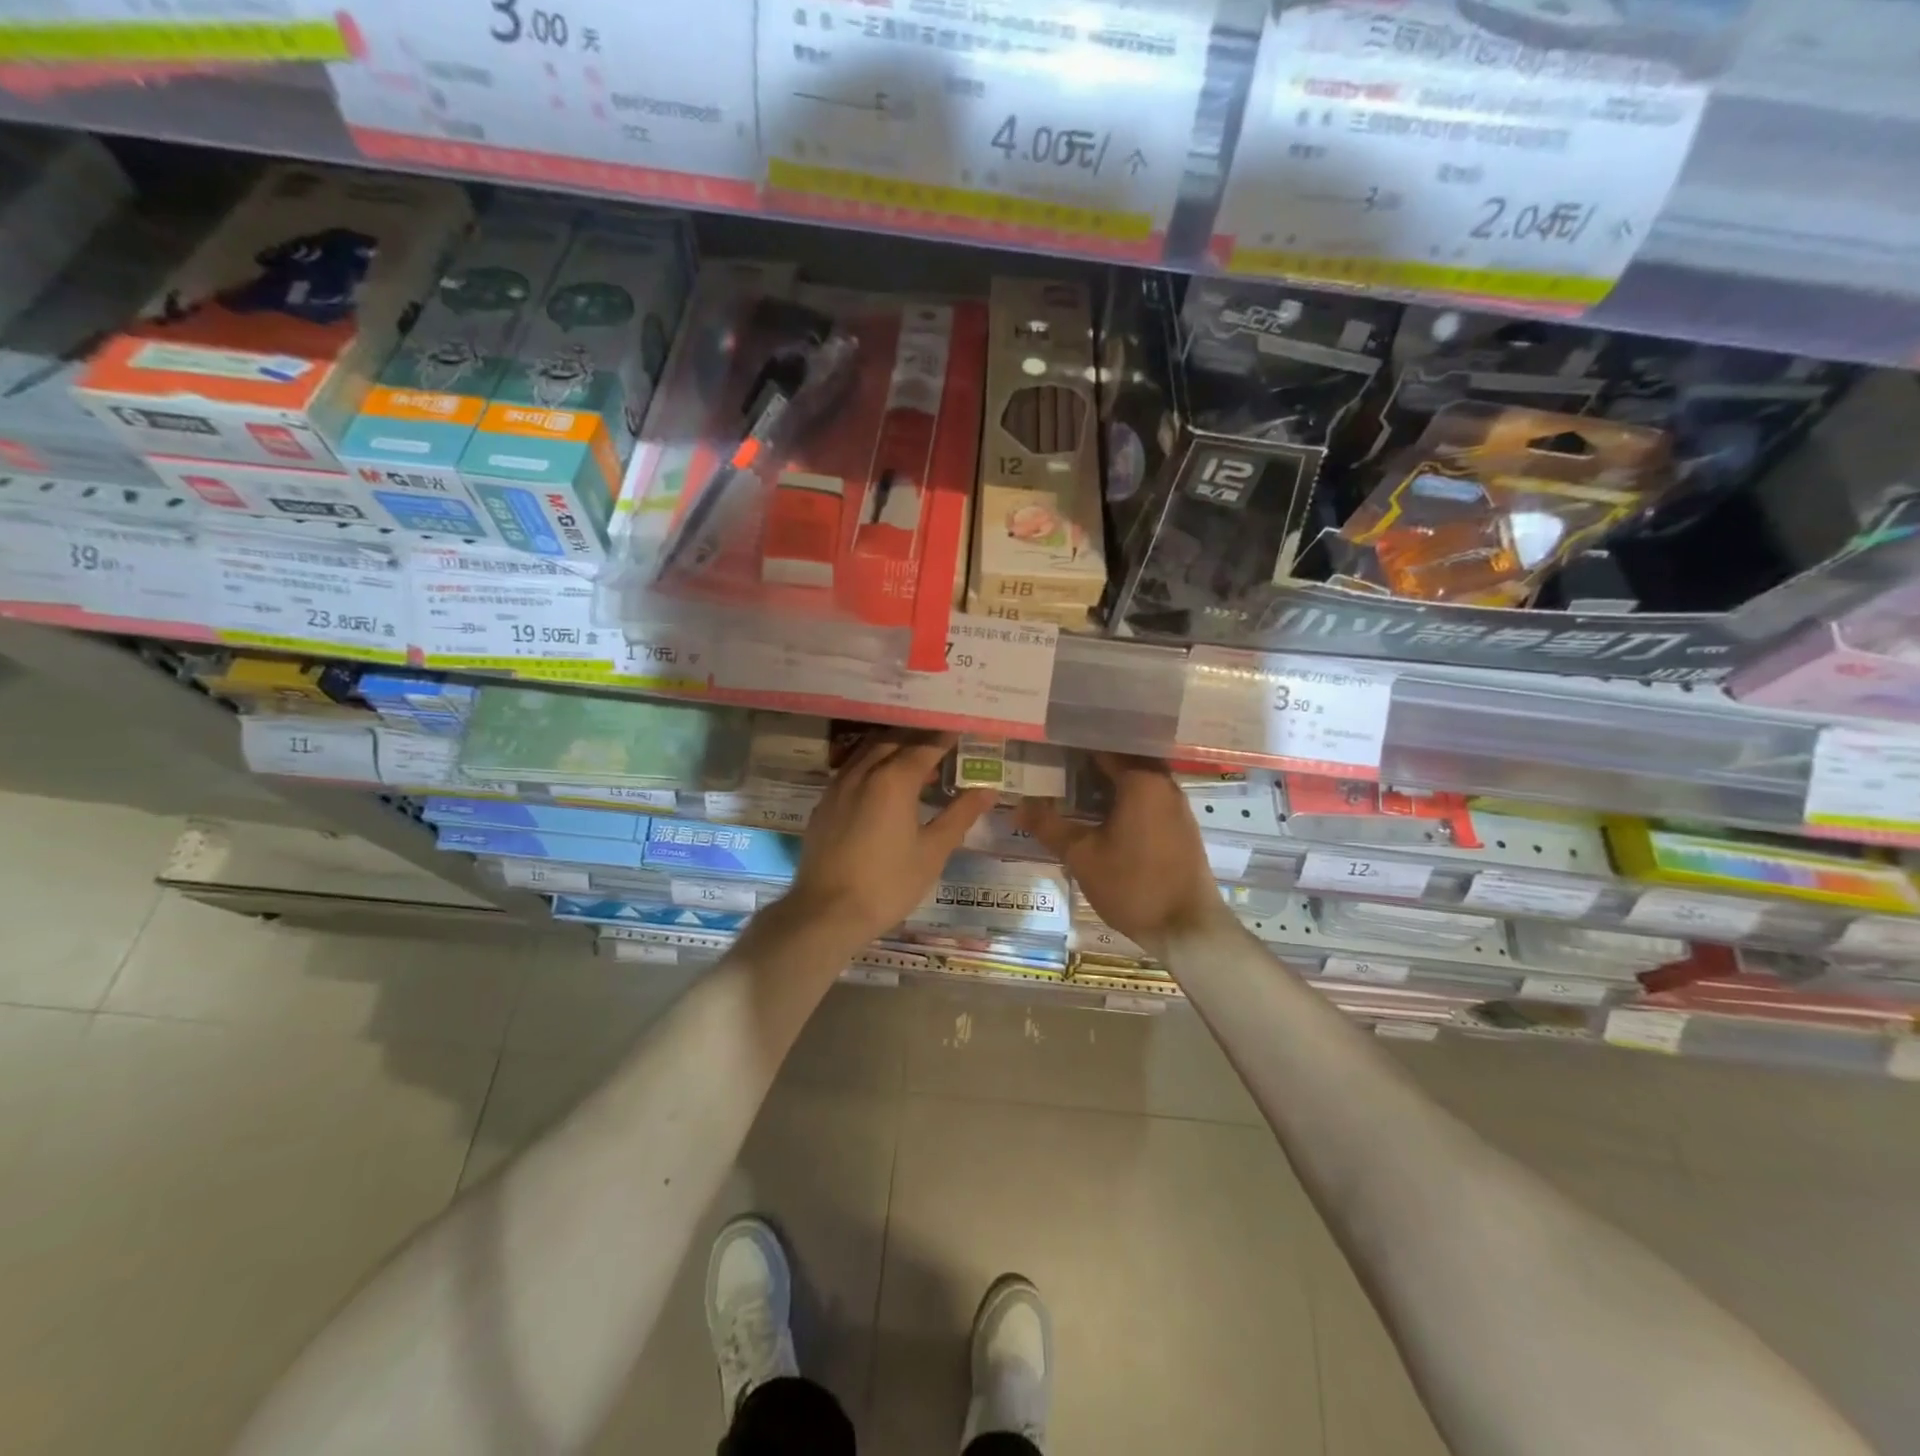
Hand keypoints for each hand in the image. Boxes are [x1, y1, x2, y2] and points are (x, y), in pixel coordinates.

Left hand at [785, 731, 994, 948]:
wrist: (827, 913)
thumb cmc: (888, 884)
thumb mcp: (933, 851)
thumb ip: (960, 815)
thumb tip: (988, 791)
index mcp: (894, 779)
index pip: (926, 745)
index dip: (947, 737)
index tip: (963, 731)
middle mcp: (864, 772)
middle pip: (895, 740)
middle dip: (920, 737)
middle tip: (943, 743)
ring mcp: (838, 786)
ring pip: (868, 751)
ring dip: (894, 748)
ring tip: (916, 763)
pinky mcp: (824, 803)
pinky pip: (852, 769)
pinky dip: (872, 765)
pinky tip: (882, 786)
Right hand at [1017, 753, 1227, 953]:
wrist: (1187, 928)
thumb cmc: (1133, 885)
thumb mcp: (1082, 856)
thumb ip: (1049, 826)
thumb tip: (1017, 807)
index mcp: (1141, 780)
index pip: (1102, 746)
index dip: (1071, 745)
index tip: (1045, 746)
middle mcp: (1163, 783)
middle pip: (1121, 760)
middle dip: (1088, 762)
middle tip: (1053, 766)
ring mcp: (1176, 805)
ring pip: (1135, 780)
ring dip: (1106, 782)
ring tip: (1070, 789)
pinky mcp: (1180, 825)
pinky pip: (1147, 798)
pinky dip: (1123, 798)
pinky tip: (1099, 815)